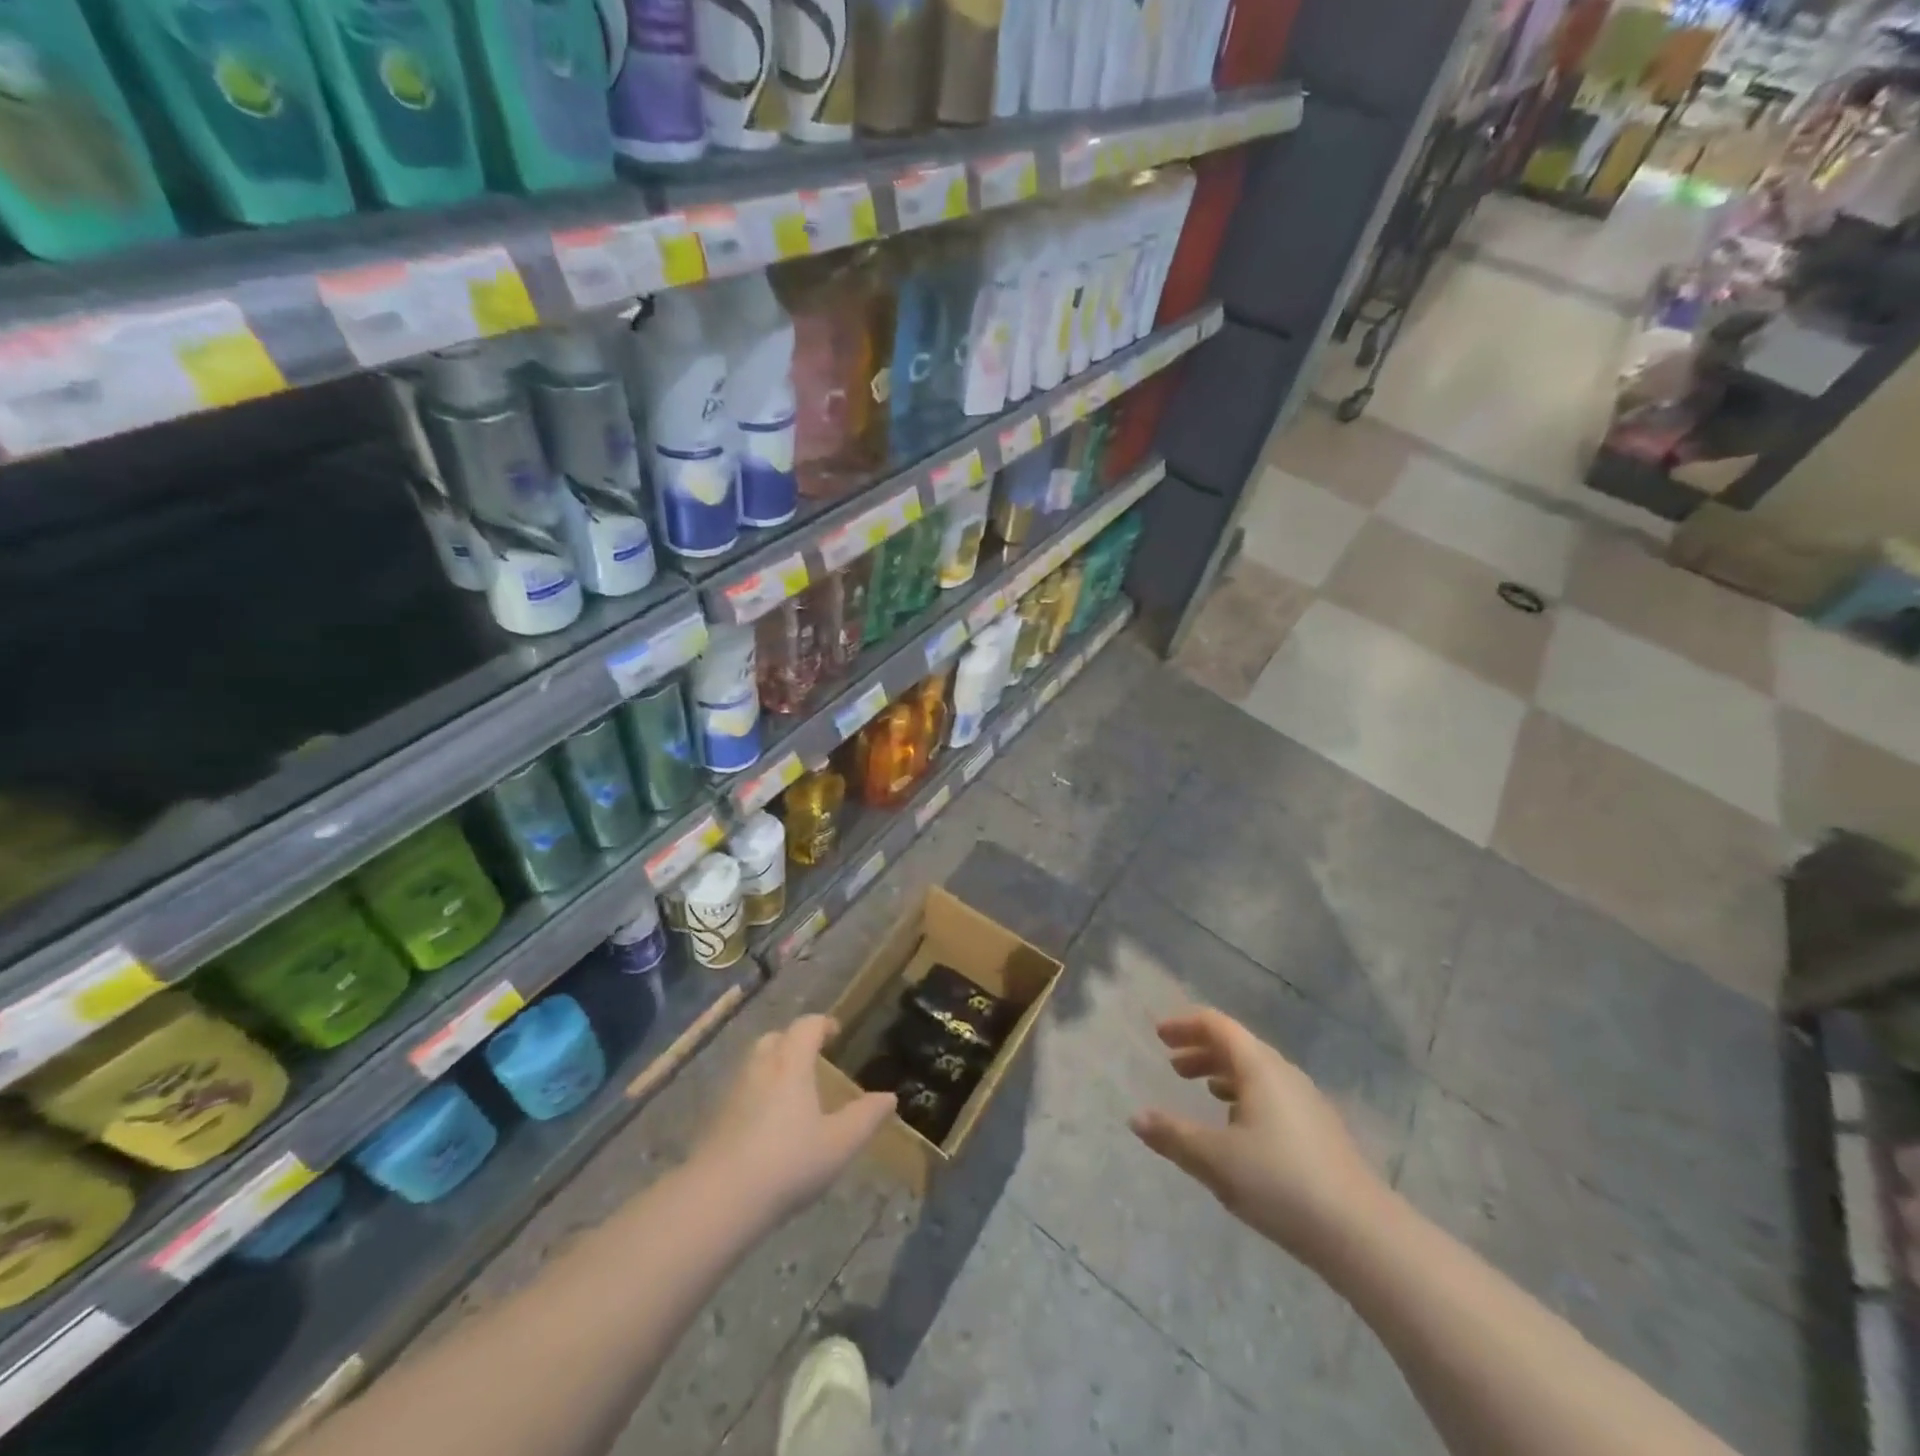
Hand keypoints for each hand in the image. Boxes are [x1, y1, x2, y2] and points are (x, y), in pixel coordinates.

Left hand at [693, 1015, 894, 1224]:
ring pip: (755, 1064)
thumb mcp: (839, 1143)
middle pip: (775, 1038)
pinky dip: (758, 1094)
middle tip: (813, 1058)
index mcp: (791, 1064)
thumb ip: (866, 1117)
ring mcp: (734, 1093)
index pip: (806, 1026)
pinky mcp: (717, 1119)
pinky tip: (769, 1123)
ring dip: (774, 1066)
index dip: (823, 1024)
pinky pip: (742, 1091)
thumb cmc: (788, 1162)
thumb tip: (889, 1097)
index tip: (836, 1032)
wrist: (720, 1199)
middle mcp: (760, 1068)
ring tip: (793, 1091)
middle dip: (794, 1041)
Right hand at [1130, 1009, 1388, 1267]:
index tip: (1159, 1035)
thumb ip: (1173, 1135)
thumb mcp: (1215, 1160)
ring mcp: (1307, 1103)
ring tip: (1203, 1091)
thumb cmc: (1280, 1183)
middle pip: (1238, 1046)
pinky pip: (1273, 1096)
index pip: (1217, 1026)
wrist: (1363, 1235)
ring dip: (1224, 1074)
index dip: (1185, 1025)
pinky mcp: (1320, 1132)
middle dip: (1202, 1050)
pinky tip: (1240, 1129)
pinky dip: (1246, 1097)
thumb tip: (1136, 1118)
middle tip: (1173, 1065)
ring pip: (1257, 1073)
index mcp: (1259, 1067)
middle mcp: (1284, 1074)